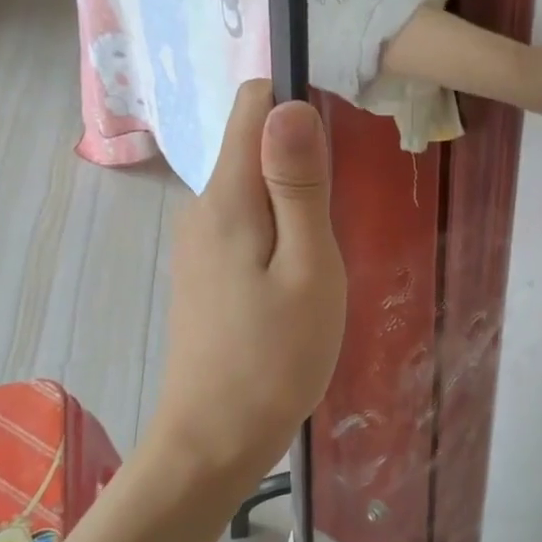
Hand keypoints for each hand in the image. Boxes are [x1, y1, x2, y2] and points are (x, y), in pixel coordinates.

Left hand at [154, 81, 346, 474]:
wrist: (215, 440)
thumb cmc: (276, 356)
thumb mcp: (308, 267)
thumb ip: (298, 184)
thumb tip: (290, 103)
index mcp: (227, 197)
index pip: (252, 103)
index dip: (297, 101)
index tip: (339, 143)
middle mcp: (203, 207)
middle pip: (253, 143)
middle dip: (303, 158)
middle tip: (342, 212)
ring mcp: (199, 241)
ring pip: (253, 185)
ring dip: (294, 198)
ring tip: (326, 250)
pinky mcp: (206, 269)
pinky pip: (247, 220)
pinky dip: (279, 227)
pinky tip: (300, 274)